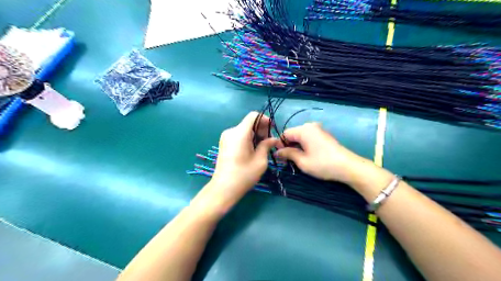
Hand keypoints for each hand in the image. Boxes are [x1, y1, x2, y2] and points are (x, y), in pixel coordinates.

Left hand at [198, 112, 277, 212]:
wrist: (224, 188)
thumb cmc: (244, 175)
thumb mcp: (260, 160)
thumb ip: (267, 145)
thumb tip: (273, 139)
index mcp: (240, 133)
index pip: (253, 115)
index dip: (265, 120)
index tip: (272, 130)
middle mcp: (231, 131)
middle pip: (249, 122)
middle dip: (261, 129)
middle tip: (269, 142)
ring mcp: (226, 137)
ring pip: (244, 129)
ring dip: (255, 135)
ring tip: (262, 148)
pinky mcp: (224, 143)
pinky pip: (239, 135)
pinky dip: (248, 139)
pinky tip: (252, 150)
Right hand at [276, 121, 377, 184]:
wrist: (347, 166)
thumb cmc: (322, 164)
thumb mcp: (302, 161)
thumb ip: (288, 154)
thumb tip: (276, 152)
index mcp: (303, 130)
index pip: (285, 134)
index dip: (280, 145)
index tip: (279, 157)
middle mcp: (310, 126)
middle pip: (293, 134)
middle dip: (288, 146)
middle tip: (287, 161)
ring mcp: (319, 130)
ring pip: (301, 136)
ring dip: (296, 146)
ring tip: (296, 160)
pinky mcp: (324, 135)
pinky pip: (309, 137)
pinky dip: (305, 145)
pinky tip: (307, 155)